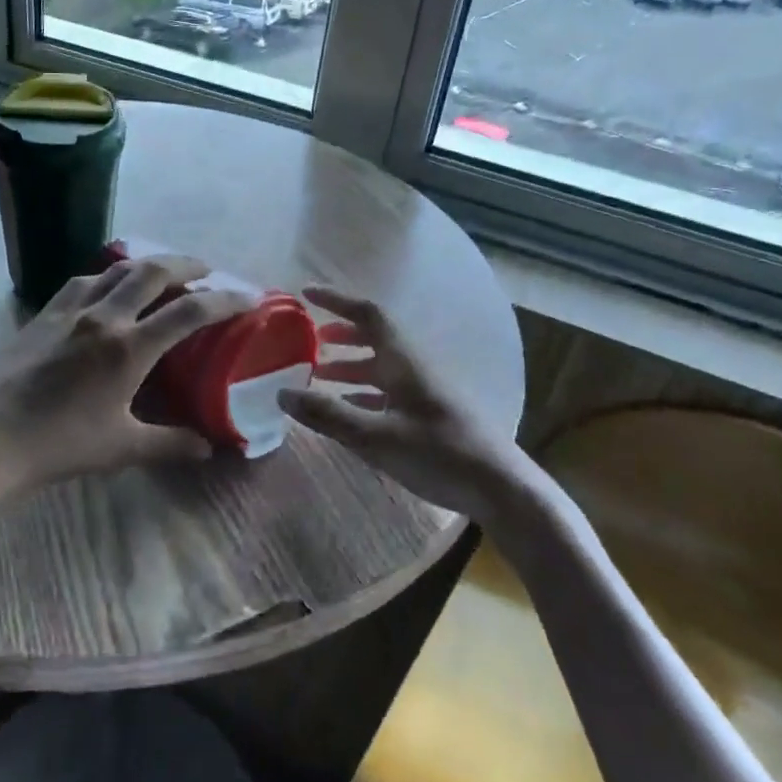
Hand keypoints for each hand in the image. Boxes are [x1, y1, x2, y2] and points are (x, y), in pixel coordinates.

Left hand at [0, 254, 254, 495]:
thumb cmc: (60, 444)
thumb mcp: (123, 448)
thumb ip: (170, 444)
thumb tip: (210, 449)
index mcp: (129, 348)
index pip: (189, 312)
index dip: (225, 299)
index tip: (249, 295)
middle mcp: (104, 317)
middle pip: (153, 271)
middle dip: (186, 264)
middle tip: (206, 269)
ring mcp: (70, 311)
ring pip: (115, 269)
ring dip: (146, 265)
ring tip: (162, 273)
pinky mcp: (43, 315)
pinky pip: (83, 282)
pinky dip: (106, 277)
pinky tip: (106, 290)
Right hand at [278, 285, 539, 518]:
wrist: (500, 488)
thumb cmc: (438, 453)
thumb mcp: (377, 437)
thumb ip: (329, 415)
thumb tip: (282, 394)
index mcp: (403, 361)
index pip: (368, 314)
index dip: (337, 300)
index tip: (306, 294)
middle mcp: (414, 367)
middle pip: (374, 337)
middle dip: (340, 333)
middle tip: (309, 339)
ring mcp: (424, 391)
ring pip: (380, 365)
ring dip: (349, 365)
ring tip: (318, 375)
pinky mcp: (429, 414)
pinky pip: (388, 390)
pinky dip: (362, 392)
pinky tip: (348, 408)